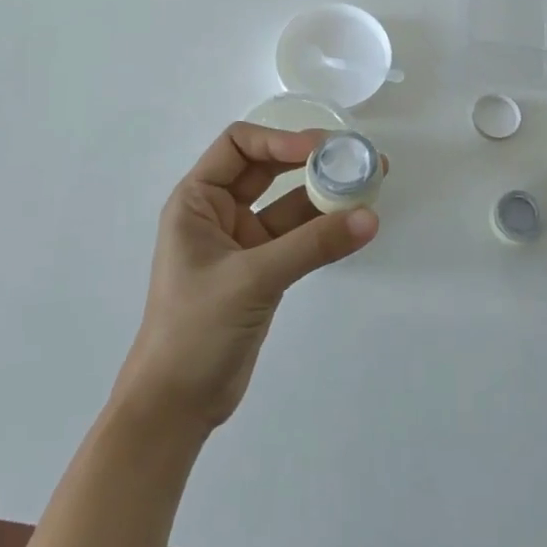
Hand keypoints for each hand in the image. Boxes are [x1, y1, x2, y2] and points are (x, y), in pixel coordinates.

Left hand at [115, 123, 377, 433]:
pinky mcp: (262, 271)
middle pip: (267, 169)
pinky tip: (356, 221)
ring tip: (369, 182)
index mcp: (197, 201)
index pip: (238, 146)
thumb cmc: (196, 329)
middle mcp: (218, 213)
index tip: (321, 149)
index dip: (279, 139)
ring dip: (324, 194)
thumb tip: (369, 217)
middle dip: (310, 161)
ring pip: (288, 204)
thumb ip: (312, 245)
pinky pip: (298, 237)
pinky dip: (324, 229)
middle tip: (355, 156)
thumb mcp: (253, 278)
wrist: (176, 407)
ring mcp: (242, 243)